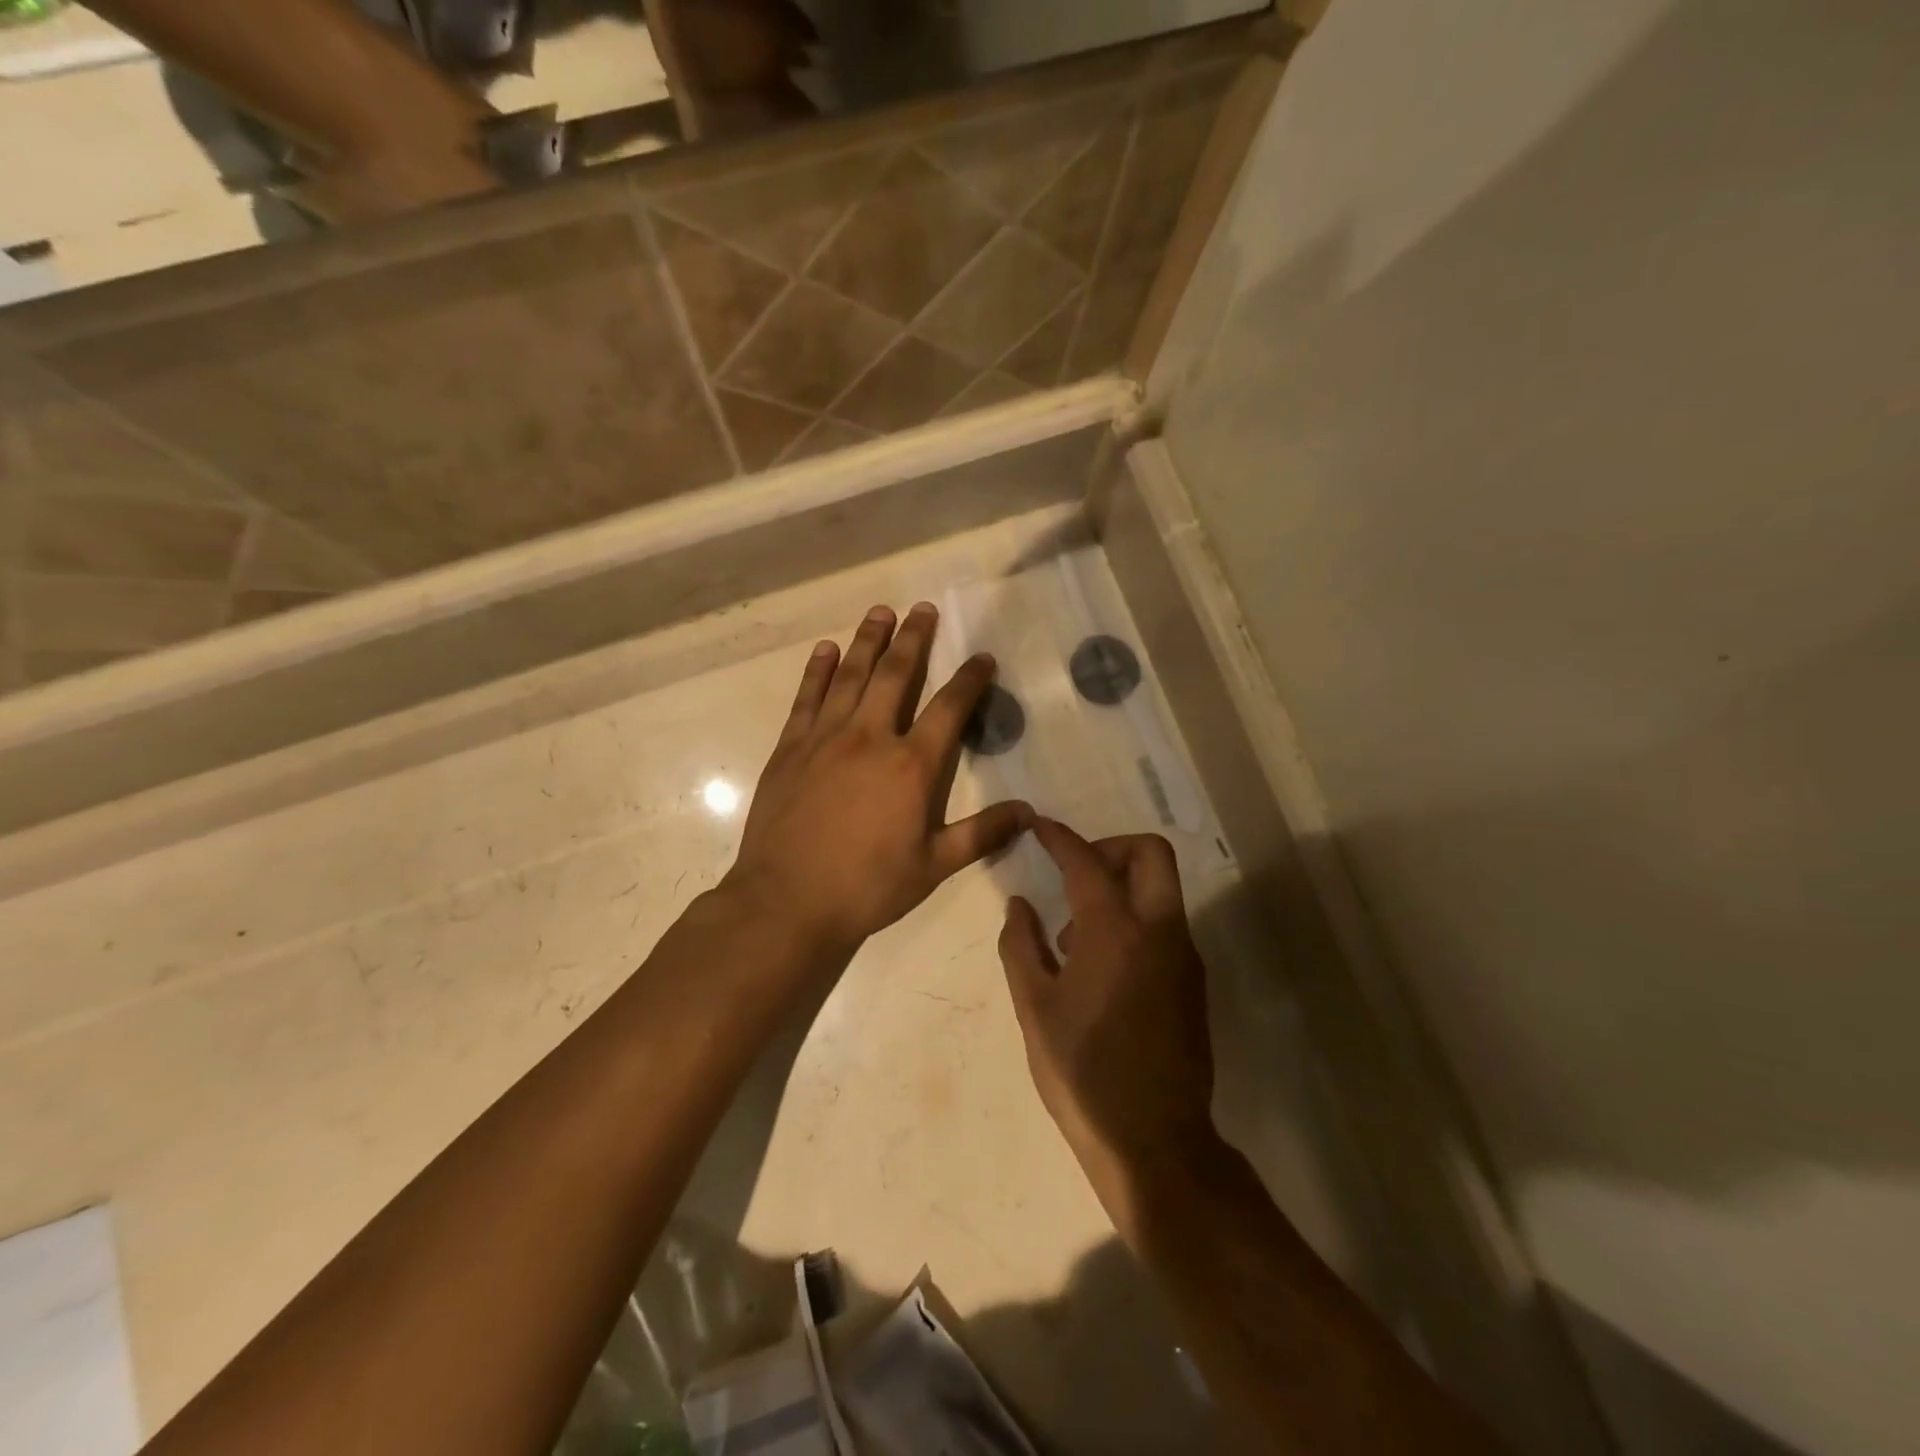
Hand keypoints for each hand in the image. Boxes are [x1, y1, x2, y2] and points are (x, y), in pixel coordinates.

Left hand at [727, 603, 1031, 955]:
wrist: (787, 902)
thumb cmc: (868, 886)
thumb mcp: (934, 865)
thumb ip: (982, 834)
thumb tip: (1029, 812)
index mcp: (911, 765)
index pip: (949, 708)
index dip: (970, 679)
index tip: (982, 657)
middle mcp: (870, 737)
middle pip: (896, 675)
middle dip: (914, 639)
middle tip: (924, 609)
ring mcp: (826, 738)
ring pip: (851, 675)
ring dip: (868, 640)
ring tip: (881, 611)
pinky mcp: (791, 748)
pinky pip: (808, 698)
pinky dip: (819, 670)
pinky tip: (826, 650)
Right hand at [998, 820, 1217, 1233]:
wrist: (1153, 1140)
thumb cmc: (1082, 1072)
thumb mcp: (1034, 1008)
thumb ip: (1021, 945)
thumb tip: (1020, 904)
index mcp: (1115, 931)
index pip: (1086, 862)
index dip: (1059, 837)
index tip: (1039, 825)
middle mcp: (1159, 931)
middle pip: (1150, 853)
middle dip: (1111, 847)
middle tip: (1075, 874)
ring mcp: (1183, 956)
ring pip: (1161, 888)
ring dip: (1121, 887)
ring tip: (1075, 938)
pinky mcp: (1193, 982)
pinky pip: (1164, 924)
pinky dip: (1135, 918)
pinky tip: (1101, 966)